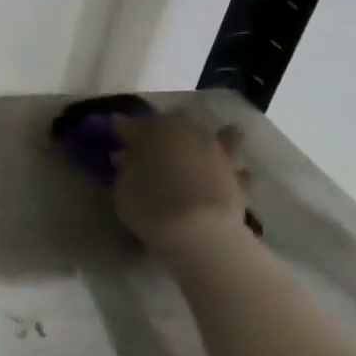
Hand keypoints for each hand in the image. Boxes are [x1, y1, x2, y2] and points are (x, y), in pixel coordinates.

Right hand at [111, 112, 250, 253]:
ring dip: (213, 140)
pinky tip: (222, 180)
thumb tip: (128, 156)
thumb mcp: (122, 187)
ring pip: (224, 136)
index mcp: (161, 129)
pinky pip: (238, 172)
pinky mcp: (241, 181)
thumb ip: (127, 167)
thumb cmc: (149, 205)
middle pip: (180, 123)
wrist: (197, 232)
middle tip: (154, 145)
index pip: (135, 124)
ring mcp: (222, 156)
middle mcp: (195, 134)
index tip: (115, 132)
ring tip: (201, 153)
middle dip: (166, 130)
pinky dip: (230, 173)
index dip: (124, 129)